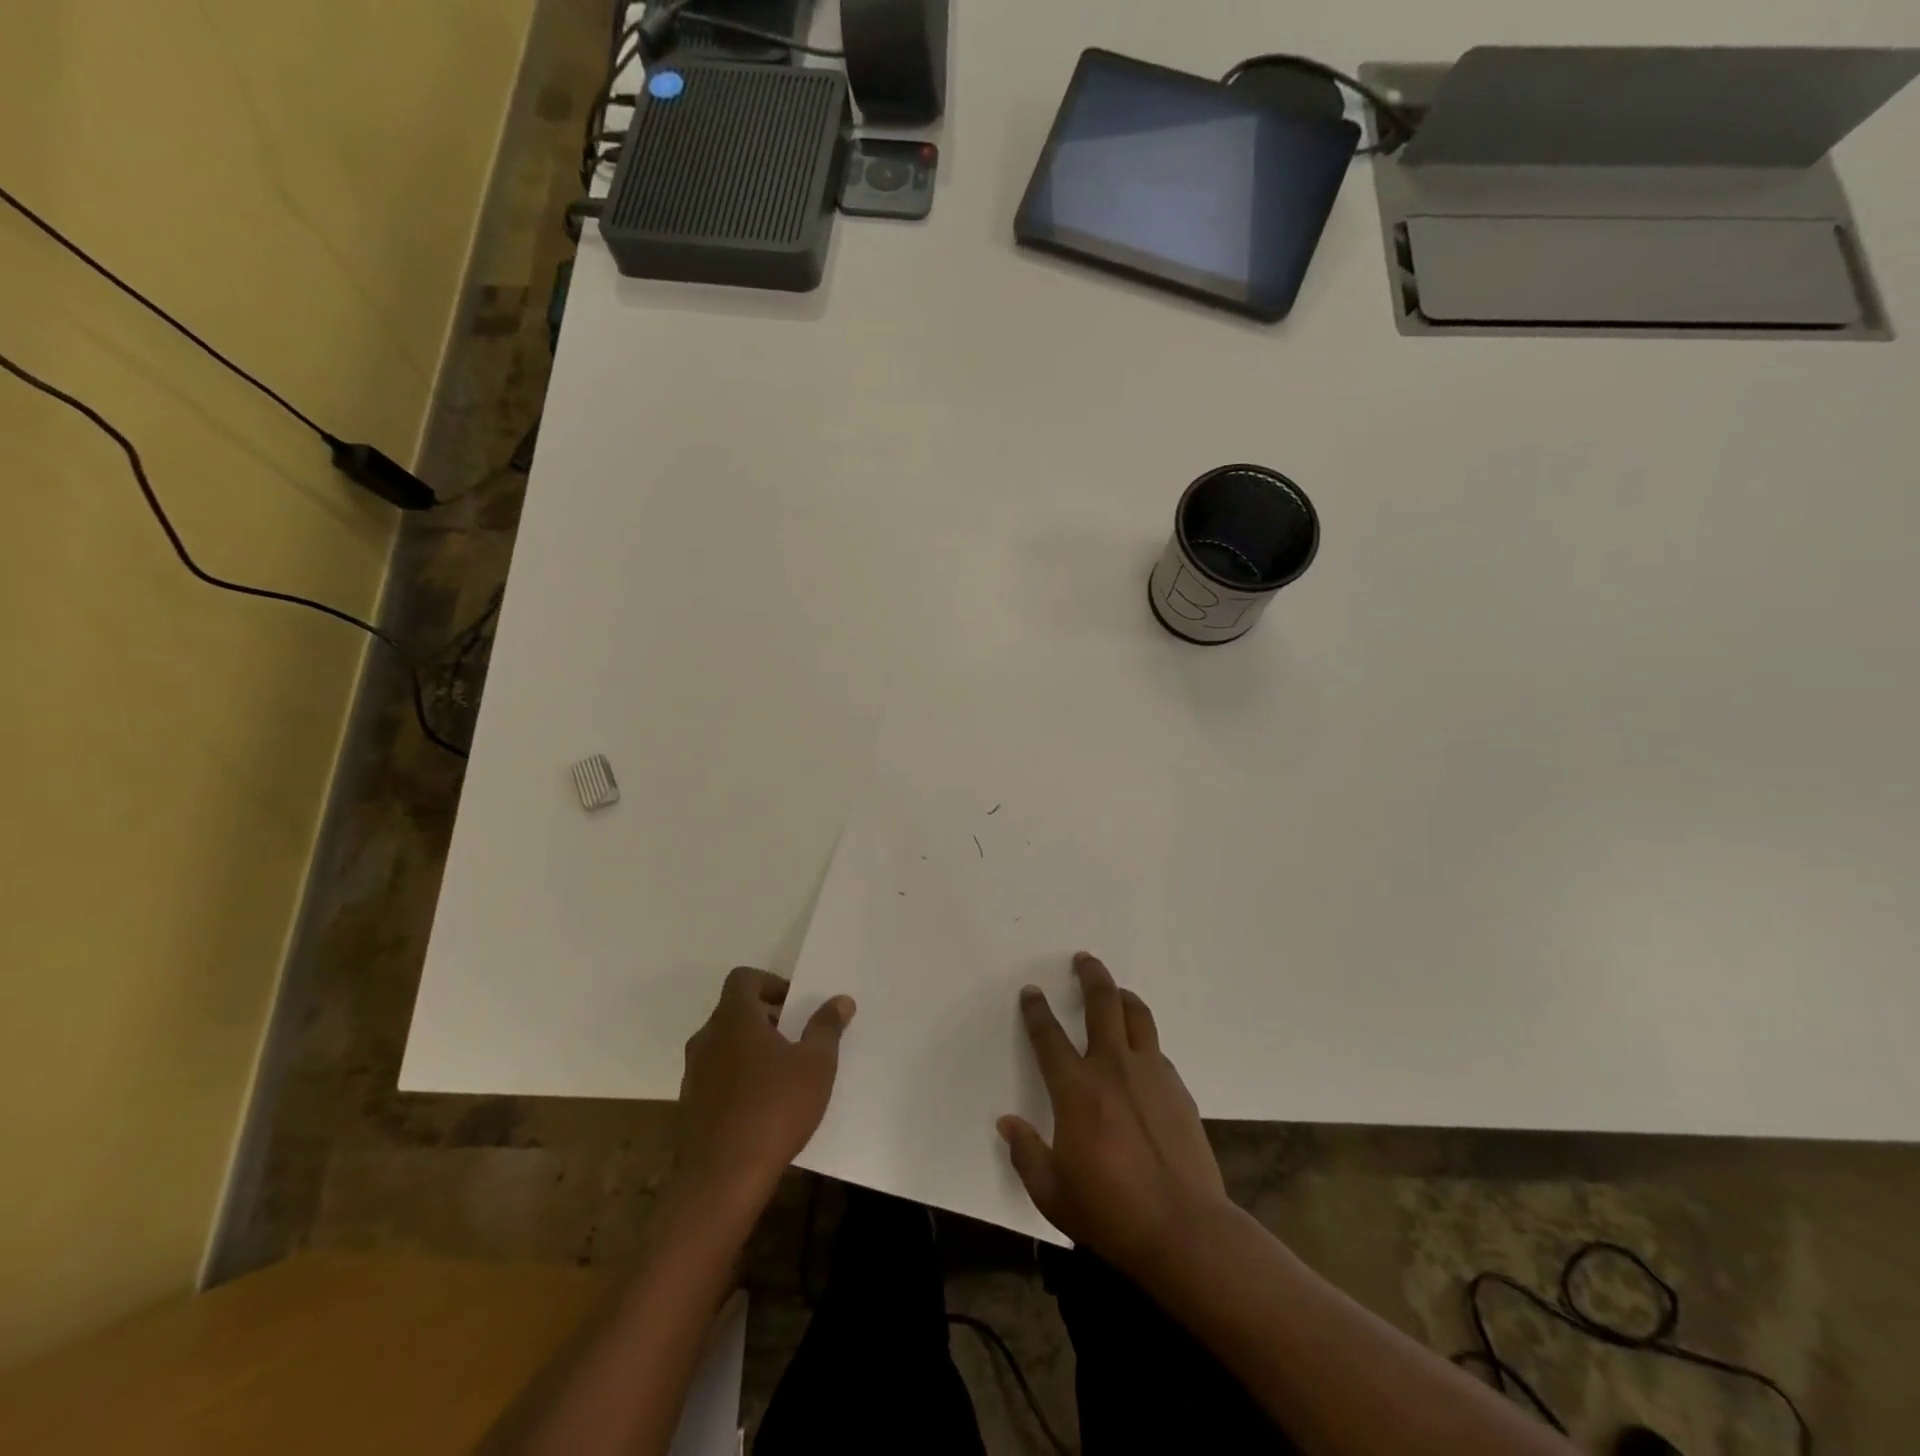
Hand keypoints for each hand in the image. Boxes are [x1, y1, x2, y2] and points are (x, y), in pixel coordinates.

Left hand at [673, 967, 854, 1212]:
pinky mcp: (690, 1107)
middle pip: (734, 1012)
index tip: (795, 1004)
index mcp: (734, 1018)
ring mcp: (693, 1074)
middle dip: (766, 1018)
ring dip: (752, 1050)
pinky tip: (764, 1106)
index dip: (770, 983)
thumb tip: (840, 1000)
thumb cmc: (774, 1108)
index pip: (743, 979)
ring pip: (724, 1046)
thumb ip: (827, 1027)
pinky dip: (739, 1079)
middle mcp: (707, 1039)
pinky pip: (717, 1077)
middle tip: (797, 1037)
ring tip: (783, 1074)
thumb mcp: (816, 1064)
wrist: (721, 1180)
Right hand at [998, 952, 1226, 1272]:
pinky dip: (1144, 1041)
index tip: (1031, 992)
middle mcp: (1113, 1068)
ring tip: (1116, 991)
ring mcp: (1151, 1074)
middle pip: (1102, 1003)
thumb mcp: (1053, 1193)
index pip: (1048, 1036)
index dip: (1036, 1010)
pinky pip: (1157, 1051)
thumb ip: (1026, 1154)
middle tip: (1084, 959)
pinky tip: (1142, 1055)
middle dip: (1090, 975)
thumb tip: (1008, 1124)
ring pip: (1137, 1016)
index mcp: (1076, 1089)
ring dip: (1123, 996)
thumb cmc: (1110, 1212)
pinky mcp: (1179, 1089)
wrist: (1185, 1229)